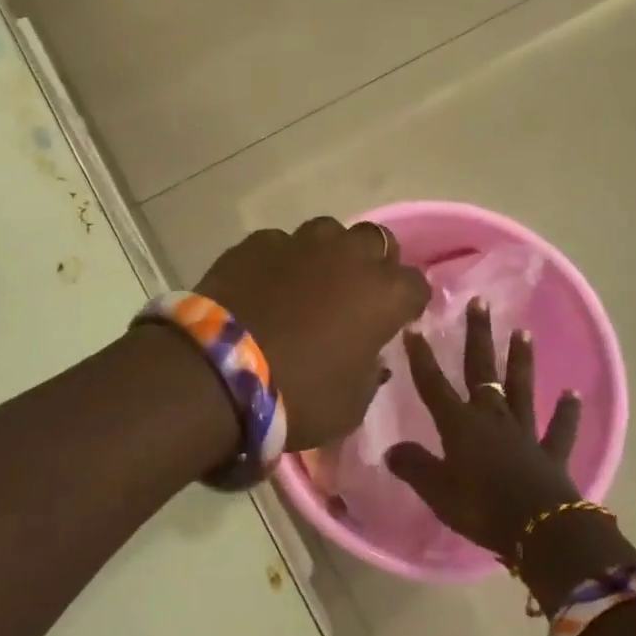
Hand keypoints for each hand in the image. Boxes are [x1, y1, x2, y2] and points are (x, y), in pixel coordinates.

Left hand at [196, 218, 429, 453]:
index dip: (408, 302)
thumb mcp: (351, 403)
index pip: (416, 285)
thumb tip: (367, 355)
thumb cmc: (299, 395)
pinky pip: (280, 244)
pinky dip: (280, 260)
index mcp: (383, 294)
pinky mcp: (257, 242)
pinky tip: (265, 283)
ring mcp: (300, 242)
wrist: (220, 373)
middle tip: (356, 291)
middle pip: (377, 241)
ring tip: (310, 280)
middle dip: (373, 263)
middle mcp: (348, 256)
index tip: (397, 319)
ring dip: (328, 253)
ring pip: (328, 232)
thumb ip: (369, 370)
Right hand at [384, 297, 586, 563]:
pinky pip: (560, 429)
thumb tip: (391, 449)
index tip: (414, 326)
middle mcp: (492, 417)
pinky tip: (574, 394)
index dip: (422, 357)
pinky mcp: (552, 453)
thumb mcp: (437, 491)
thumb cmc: (481, 507)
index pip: (434, 384)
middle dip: (479, 335)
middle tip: (480, 301)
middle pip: (483, 369)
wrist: (541, 530)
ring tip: (524, 332)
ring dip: (522, 361)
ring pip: (521, 388)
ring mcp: (525, 432)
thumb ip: (414, 467)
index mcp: (461, 424)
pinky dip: (568, 412)